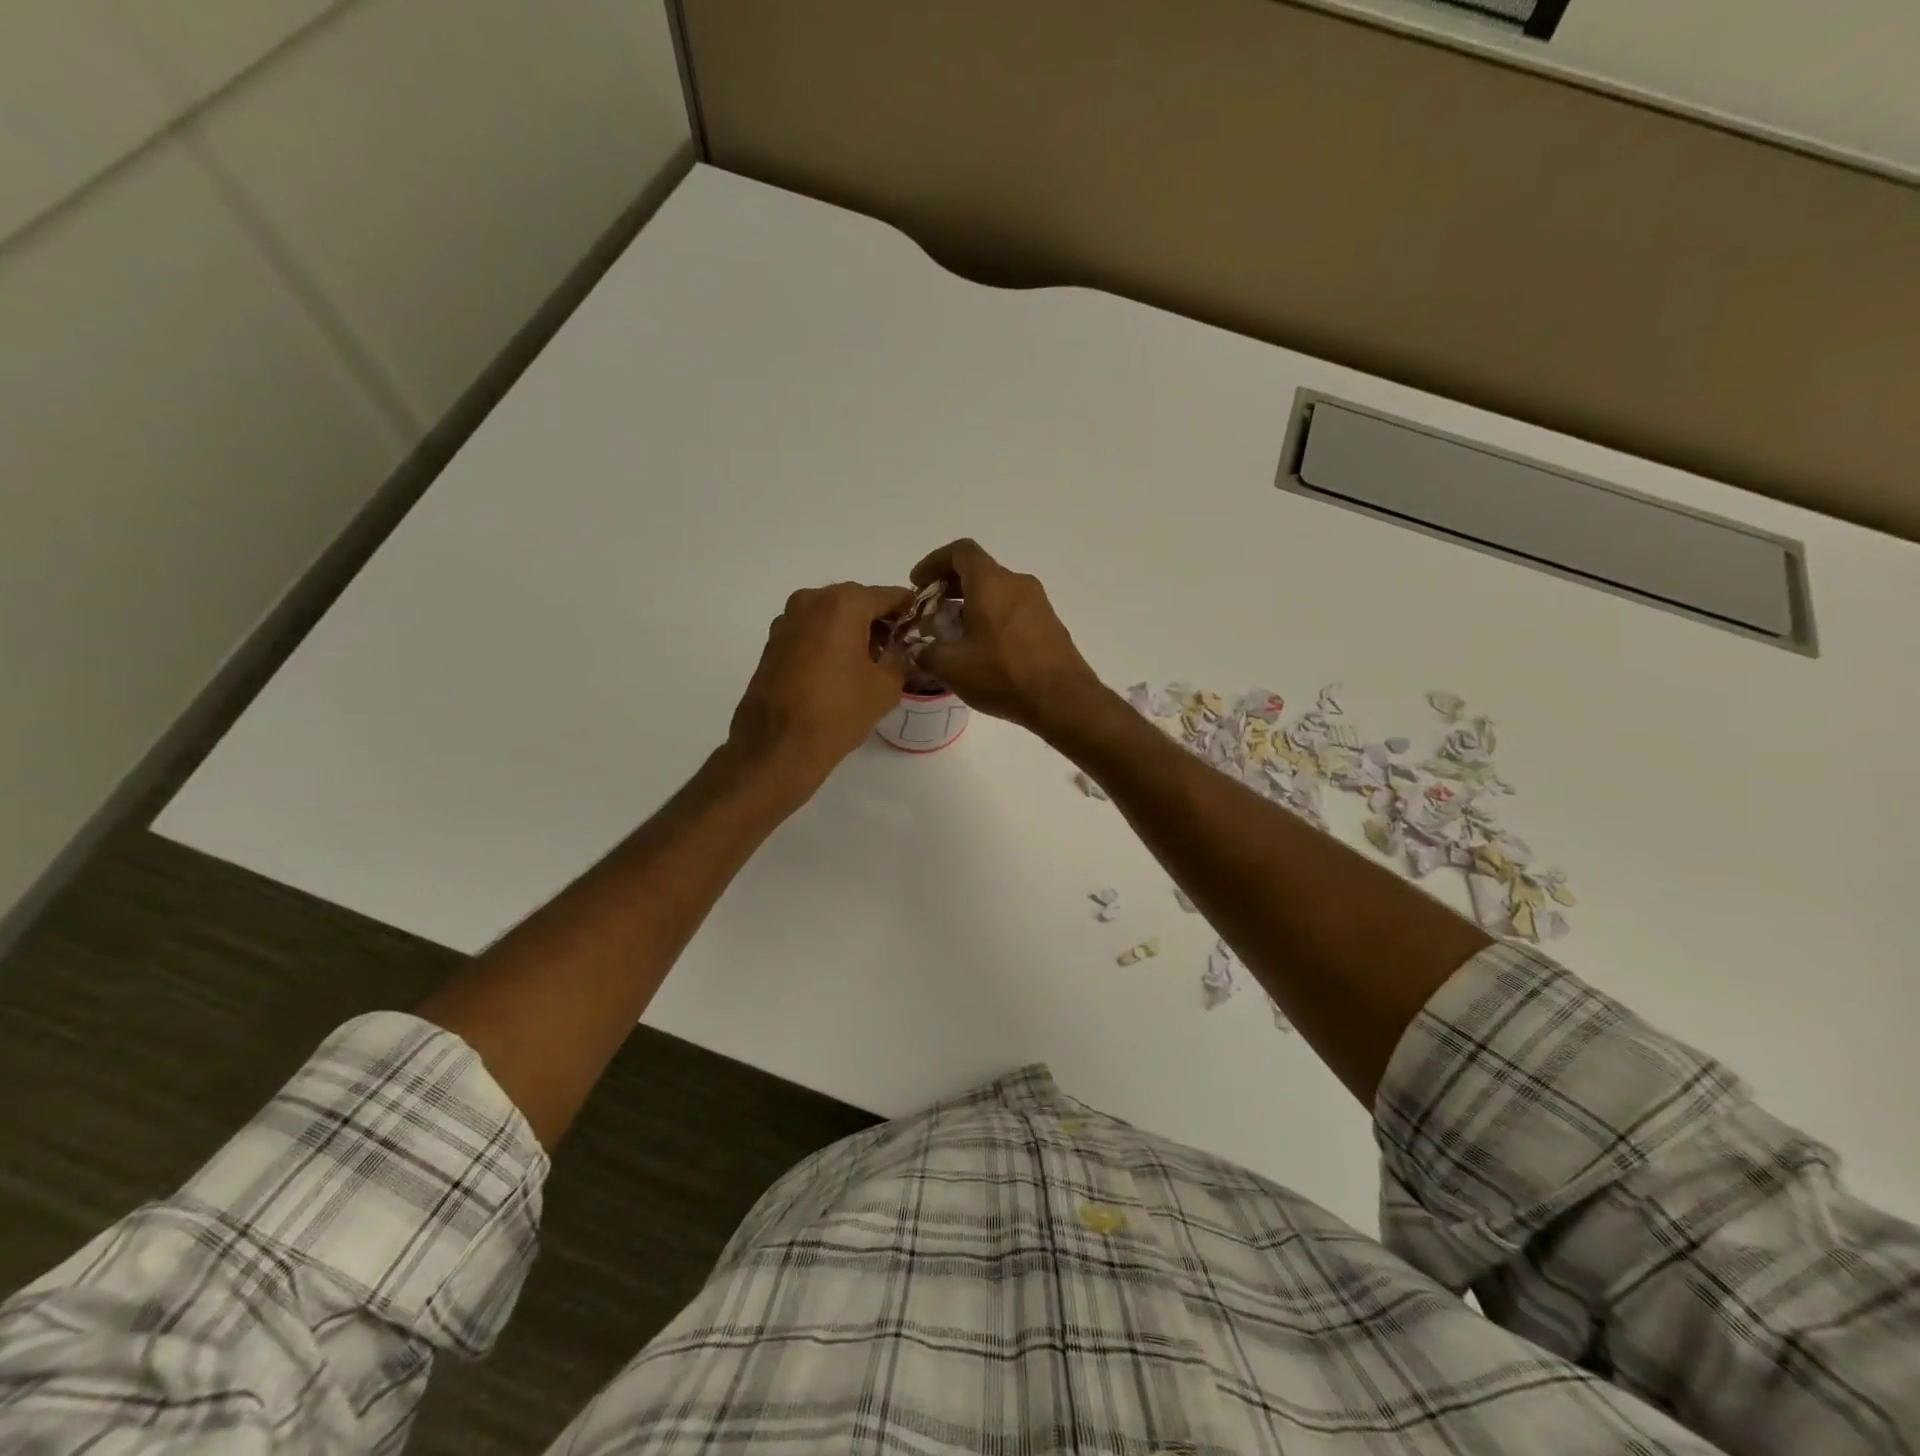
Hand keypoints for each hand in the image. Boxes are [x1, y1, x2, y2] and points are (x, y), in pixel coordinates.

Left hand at [729, 582, 911, 788]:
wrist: (777, 746)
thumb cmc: (838, 712)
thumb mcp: (886, 687)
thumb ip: (901, 659)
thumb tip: (902, 651)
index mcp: (844, 603)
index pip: (890, 596)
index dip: (910, 611)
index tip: (923, 629)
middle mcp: (811, 600)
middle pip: (858, 602)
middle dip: (879, 622)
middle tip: (897, 650)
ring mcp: (787, 620)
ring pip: (831, 617)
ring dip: (852, 632)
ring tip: (869, 665)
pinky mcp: (772, 643)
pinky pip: (811, 632)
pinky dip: (828, 643)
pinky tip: (839, 673)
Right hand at [910, 539, 1103, 737]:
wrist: (1063, 700)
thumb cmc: (1003, 675)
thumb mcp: (952, 667)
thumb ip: (926, 653)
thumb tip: (918, 650)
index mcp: (991, 582)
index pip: (960, 552)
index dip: (933, 562)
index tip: (918, 584)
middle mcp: (1017, 583)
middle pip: (978, 571)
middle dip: (949, 588)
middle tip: (931, 613)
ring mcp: (1037, 602)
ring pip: (996, 591)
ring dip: (970, 605)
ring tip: (953, 635)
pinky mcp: (1048, 623)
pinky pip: (1012, 609)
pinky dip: (991, 617)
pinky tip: (982, 649)